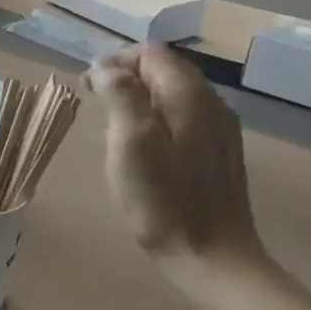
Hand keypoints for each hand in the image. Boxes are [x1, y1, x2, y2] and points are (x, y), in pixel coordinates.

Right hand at [86, 44, 263, 269]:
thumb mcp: (130, 143)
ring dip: (142, 101)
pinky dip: (159, 120)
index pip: (150, 53)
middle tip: (98, 106)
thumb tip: (107, 68)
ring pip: (175, 95)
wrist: (211, 256)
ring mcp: (220, 129)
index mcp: (189, 94)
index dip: (116, 62)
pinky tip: (146, 150)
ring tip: (115, 128)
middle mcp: (211, 102)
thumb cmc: (163, 200)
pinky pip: (185, 119)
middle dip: (128, 79)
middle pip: (165, 70)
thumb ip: (120, 95)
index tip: (89, 87)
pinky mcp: (220, 153)